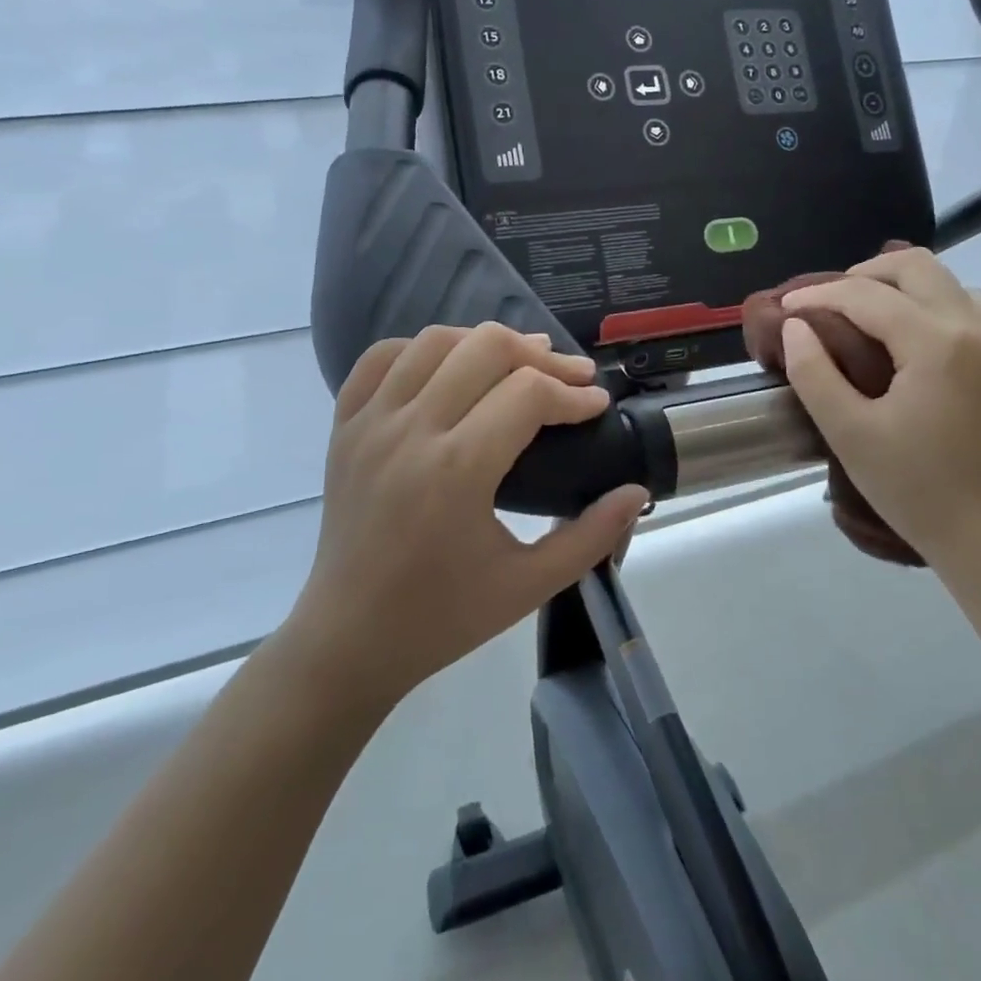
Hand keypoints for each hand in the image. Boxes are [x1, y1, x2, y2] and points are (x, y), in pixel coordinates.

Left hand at [292, 323, 648, 708]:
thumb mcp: (529, 586)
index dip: (574, 394)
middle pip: (485, 348)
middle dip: (540, 357)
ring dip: (485, 343)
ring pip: (435, 341)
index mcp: (456, 472)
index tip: (596, 407)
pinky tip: (450, 366)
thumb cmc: (443, 617)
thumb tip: (637, 491)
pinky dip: (422, 349)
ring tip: (518, 364)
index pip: (528, 394)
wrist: (349, 639)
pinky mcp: (343, 426)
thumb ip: (591, 536)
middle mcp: (409, 432)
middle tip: (569, 379)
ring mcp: (369, 423)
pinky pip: (381, 357)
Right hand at [777, 248, 980, 569]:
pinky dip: (946, 313)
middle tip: (832, 300)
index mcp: (937, 343)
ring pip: (956, 286)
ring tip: (878, 320)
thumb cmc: (919, 491)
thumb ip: (814, 373)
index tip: (788, 305)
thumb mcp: (850, 434)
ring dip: (911, 291)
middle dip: (867, 273)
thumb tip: (796, 326)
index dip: (819, 294)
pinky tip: (928, 347)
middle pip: (918, 266)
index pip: (866, 295)